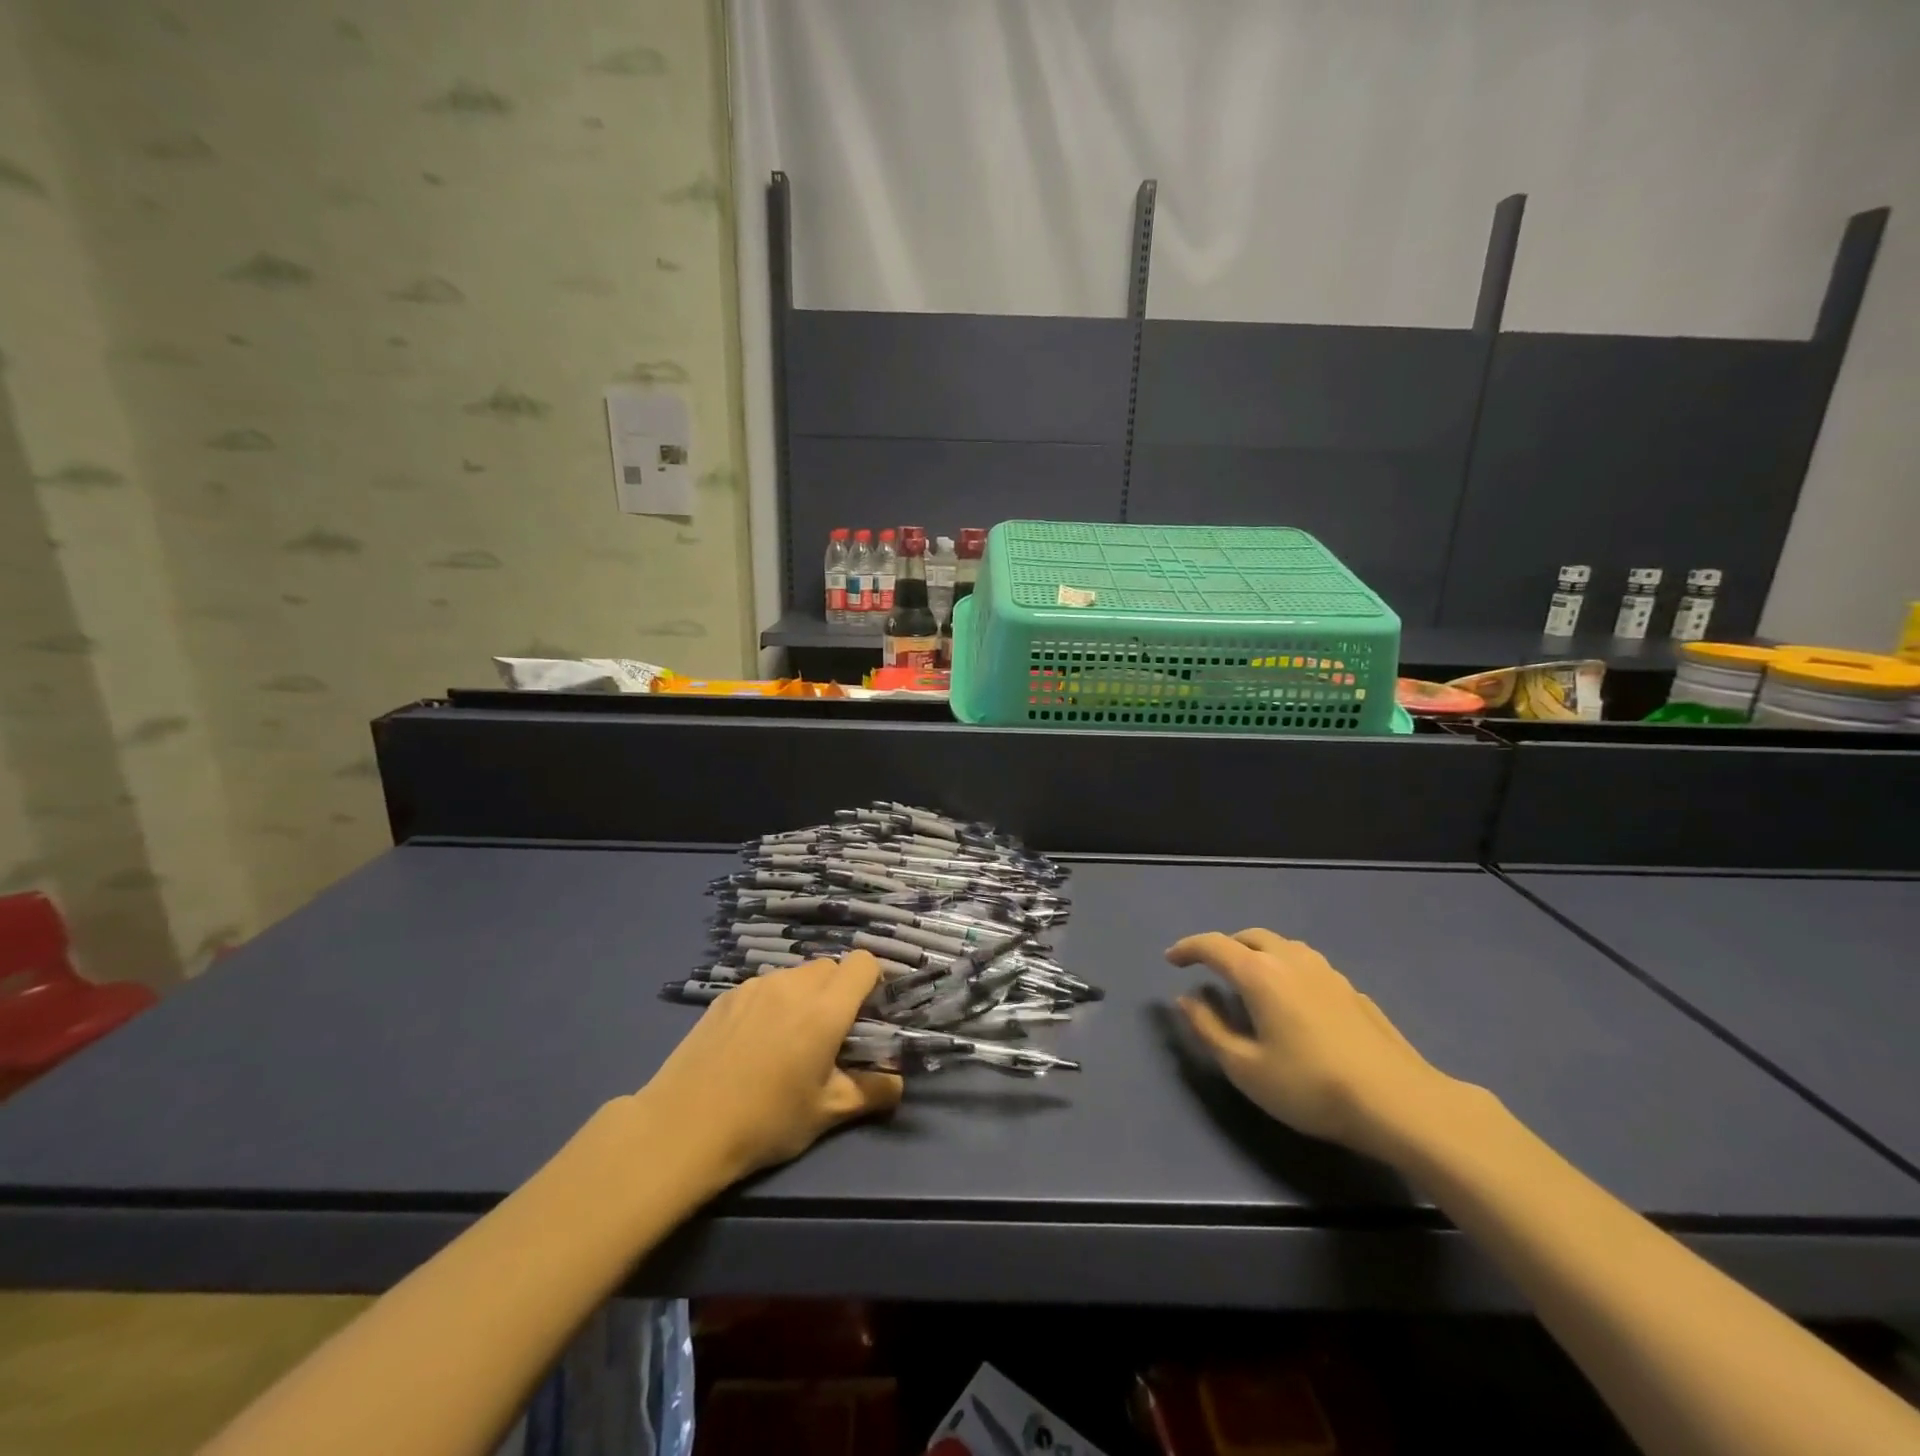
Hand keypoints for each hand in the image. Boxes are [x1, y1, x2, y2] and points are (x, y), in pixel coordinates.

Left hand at [636, 952, 902, 1184]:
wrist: (683, 1127)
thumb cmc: (764, 1121)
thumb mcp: (826, 1114)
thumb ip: (871, 1092)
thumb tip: (898, 1084)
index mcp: (825, 1009)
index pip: (863, 963)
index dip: (871, 982)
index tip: (866, 1014)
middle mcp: (793, 985)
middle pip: (830, 966)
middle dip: (838, 992)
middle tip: (828, 1034)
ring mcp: (755, 986)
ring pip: (795, 975)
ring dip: (804, 996)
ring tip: (787, 1040)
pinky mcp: (726, 996)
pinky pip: (764, 987)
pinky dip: (771, 1003)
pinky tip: (752, 1043)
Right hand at [1168, 929, 1466, 1162]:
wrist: (1400, 1103)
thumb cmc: (1311, 1087)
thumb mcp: (1246, 1068)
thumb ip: (1209, 1029)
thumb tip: (1186, 999)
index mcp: (1260, 973)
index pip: (1214, 945)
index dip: (1188, 948)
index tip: (1171, 960)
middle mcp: (1291, 960)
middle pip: (1249, 937)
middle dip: (1224, 947)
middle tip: (1210, 970)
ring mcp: (1327, 972)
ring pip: (1282, 946)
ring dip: (1257, 954)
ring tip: (1250, 981)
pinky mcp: (1352, 990)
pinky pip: (1307, 965)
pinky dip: (1286, 969)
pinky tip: (1293, 1002)